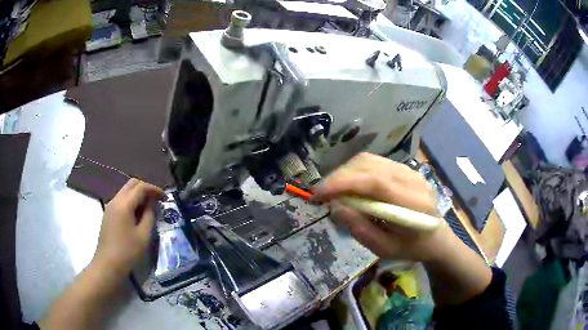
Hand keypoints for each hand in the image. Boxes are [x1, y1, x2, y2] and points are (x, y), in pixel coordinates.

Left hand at [92, 179, 163, 278]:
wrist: (108, 264)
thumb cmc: (128, 251)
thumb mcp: (144, 235)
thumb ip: (149, 215)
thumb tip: (153, 203)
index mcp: (124, 204)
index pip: (141, 187)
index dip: (155, 189)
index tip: (165, 198)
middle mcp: (115, 200)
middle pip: (131, 184)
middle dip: (146, 188)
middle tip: (157, 199)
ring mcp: (110, 206)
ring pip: (125, 191)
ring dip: (138, 194)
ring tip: (149, 207)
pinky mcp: (108, 214)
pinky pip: (121, 200)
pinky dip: (131, 201)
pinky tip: (137, 214)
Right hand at [312, 152, 453, 261]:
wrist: (436, 236)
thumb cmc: (411, 247)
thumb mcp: (384, 249)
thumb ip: (360, 228)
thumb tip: (335, 206)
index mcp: (412, 203)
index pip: (374, 182)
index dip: (342, 183)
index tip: (317, 193)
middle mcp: (411, 179)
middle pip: (368, 165)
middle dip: (339, 177)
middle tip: (322, 195)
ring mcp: (409, 170)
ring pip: (368, 160)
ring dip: (345, 172)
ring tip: (334, 190)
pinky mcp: (404, 168)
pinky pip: (374, 162)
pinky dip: (356, 171)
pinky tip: (351, 185)